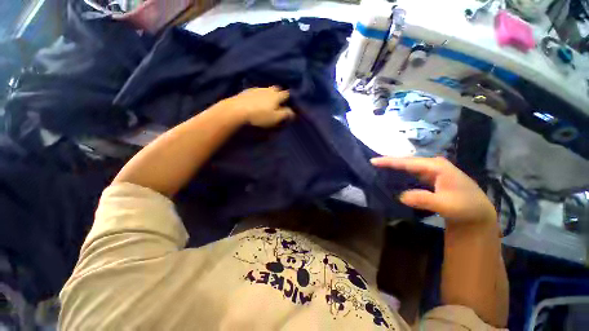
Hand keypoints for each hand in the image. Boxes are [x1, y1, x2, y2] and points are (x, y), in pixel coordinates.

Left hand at [224, 86, 294, 127]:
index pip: (287, 94)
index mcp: (276, 96)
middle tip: (279, 103)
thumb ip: (286, 114)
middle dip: (279, 94)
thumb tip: (293, 112)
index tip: (290, 104)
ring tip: (267, 103)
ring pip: (266, 90)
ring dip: (268, 95)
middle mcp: (267, 89)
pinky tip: (256, 102)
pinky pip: (256, 92)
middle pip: (276, 89)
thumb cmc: (259, 117)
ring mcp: (255, 89)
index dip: (290, 99)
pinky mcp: (245, 92)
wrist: (235, 112)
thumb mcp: (276, 118)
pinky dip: (259, 96)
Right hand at [371, 156, 496, 225]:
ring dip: (394, 166)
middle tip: (372, 163)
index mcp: (436, 166)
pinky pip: (411, 172)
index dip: (390, 161)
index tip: (373, 161)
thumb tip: (401, 196)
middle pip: (406, 161)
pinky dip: (400, 172)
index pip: (408, 162)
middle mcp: (433, 164)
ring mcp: (432, 170)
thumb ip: (424, 199)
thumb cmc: (465, 207)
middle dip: (389, 162)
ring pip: (408, 166)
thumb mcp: (446, 205)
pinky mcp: (430, 176)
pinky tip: (393, 175)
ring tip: (378, 167)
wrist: (478, 213)